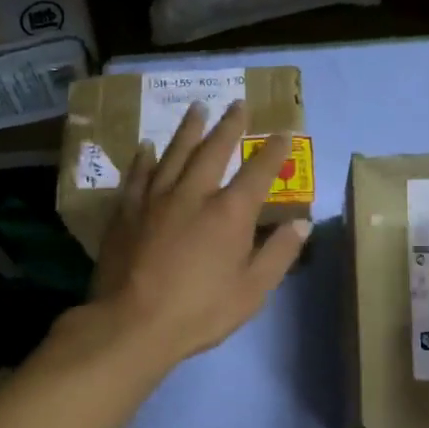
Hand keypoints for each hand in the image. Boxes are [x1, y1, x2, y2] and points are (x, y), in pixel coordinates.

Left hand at [87, 99, 309, 371]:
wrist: (131, 324)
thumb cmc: (199, 311)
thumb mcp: (252, 290)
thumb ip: (278, 253)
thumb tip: (301, 223)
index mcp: (229, 213)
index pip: (258, 171)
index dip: (273, 150)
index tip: (282, 132)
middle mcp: (193, 194)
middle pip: (213, 150)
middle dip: (229, 125)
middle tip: (238, 103)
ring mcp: (155, 199)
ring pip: (174, 153)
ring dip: (188, 129)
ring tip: (197, 107)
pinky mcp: (126, 211)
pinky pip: (138, 175)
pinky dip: (145, 158)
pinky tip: (147, 147)